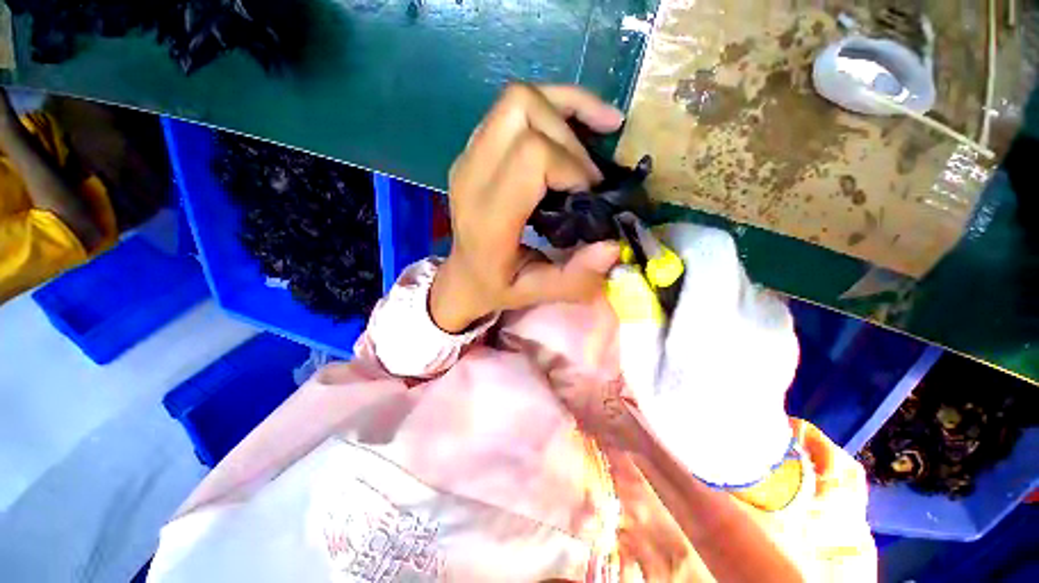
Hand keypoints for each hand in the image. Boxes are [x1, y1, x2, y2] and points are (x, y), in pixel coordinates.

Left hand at [430, 83, 623, 332]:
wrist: (461, 275)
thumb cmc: (497, 287)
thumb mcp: (535, 293)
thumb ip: (574, 278)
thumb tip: (613, 245)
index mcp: (488, 218)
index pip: (531, 156)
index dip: (571, 167)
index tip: (588, 195)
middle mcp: (472, 177)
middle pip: (523, 112)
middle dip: (570, 139)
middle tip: (588, 177)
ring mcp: (468, 157)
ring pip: (518, 99)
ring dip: (565, 111)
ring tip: (597, 134)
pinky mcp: (474, 149)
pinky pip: (512, 106)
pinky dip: (553, 103)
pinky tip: (582, 119)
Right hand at [609, 224, 798, 486]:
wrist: (742, 451)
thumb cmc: (681, 413)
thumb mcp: (641, 370)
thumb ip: (634, 316)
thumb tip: (623, 268)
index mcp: (714, 328)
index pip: (709, 249)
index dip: (675, 235)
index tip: (647, 248)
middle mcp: (755, 313)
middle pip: (720, 250)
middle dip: (679, 250)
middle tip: (652, 273)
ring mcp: (776, 316)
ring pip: (730, 264)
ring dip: (695, 268)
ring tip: (673, 299)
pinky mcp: (781, 320)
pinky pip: (741, 283)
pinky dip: (713, 284)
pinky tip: (700, 315)